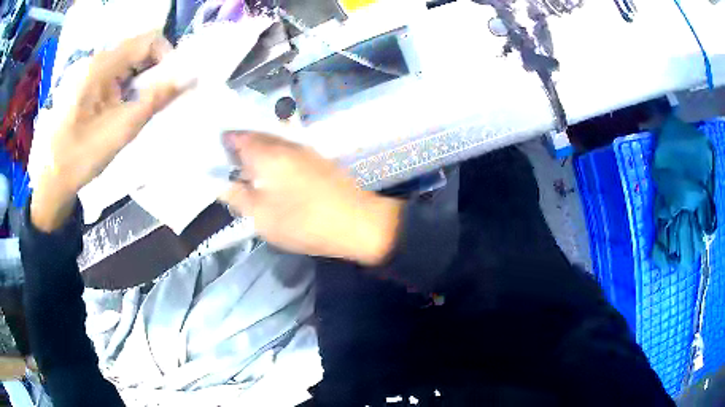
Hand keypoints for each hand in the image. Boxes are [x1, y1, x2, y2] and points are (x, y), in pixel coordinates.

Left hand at [31, 32, 185, 231]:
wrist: (52, 181)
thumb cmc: (81, 157)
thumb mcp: (121, 130)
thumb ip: (155, 99)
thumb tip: (190, 77)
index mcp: (101, 65)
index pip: (148, 40)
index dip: (167, 56)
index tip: (170, 84)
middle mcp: (95, 60)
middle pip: (137, 49)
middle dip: (153, 70)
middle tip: (155, 99)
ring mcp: (88, 71)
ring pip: (126, 62)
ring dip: (139, 80)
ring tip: (136, 107)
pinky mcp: (84, 83)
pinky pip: (113, 73)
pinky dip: (125, 86)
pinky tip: (120, 108)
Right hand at [220, 132, 402, 265]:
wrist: (357, 222)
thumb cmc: (303, 221)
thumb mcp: (261, 216)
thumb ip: (238, 197)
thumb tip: (221, 183)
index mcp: (268, 153)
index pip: (239, 137)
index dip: (225, 140)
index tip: (214, 148)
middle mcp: (286, 144)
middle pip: (256, 136)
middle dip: (240, 143)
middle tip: (226, 157)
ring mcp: (305, 150)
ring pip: (273, 142)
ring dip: (258, 149)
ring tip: (245, 165)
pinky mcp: (317, 160)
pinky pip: (287, 150)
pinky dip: (274, 155)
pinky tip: (271, 171)